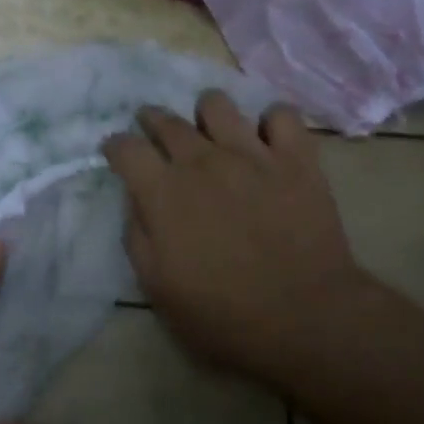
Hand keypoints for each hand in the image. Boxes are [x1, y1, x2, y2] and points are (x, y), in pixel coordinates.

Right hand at [103, 93, 378, 395]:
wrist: (307, 320)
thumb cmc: (225, 315)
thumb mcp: (159, 289)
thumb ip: (137, 236)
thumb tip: (136, 200)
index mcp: (164, 192)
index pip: (125, 147)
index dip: (116, 146)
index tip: (117, 153)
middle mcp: (202, 160)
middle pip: (166, 119)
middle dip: (152, 121)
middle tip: (156, 133)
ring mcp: (251, 153)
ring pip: (216, 104)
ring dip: (206, 115)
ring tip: (211, 133)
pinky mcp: (295, 157)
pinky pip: (281, 114)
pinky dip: (271, 122)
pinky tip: (267, 141)